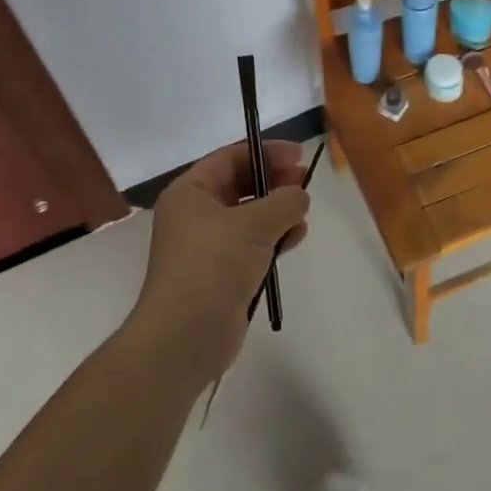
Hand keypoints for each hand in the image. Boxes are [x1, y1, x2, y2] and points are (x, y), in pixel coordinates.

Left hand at [131, 139, 310, 384]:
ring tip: (304, 212)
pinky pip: (252, 243)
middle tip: (305, 182)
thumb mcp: (253, 224)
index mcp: (190, 192)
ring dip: (277, 210)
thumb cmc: (213, 267)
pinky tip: (296, 238)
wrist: (184, 337)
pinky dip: (274, 237)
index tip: (299, 155)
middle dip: (274, 181)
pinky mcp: (221, 272)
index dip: (266, 152)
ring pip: (249, 215)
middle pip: (240, 184)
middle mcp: (195, 213)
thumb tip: (299, 195)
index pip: (231, 158)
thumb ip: (283, 201)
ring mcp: (207, 245)